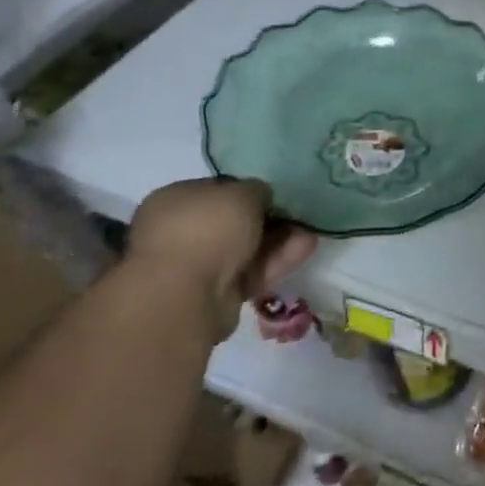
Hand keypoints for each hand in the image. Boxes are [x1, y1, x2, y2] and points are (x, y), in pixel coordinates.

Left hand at [127, 178, 316, 340]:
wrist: (185, 294)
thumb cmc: (207, 229)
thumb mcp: (242, 193)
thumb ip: (256, 190)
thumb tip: (260, 198)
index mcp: (174, 200)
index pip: (216, 190)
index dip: (248, 191)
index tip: (275, 195)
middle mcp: (180, 232)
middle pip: (233, 223)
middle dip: (268, 220)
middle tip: (297, 216)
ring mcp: (196, 266)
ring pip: (245, 249)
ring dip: (278, 241)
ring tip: (309, 234)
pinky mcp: (215, 295)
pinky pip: (250, 273)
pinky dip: (276, 262)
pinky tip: (304, 250)